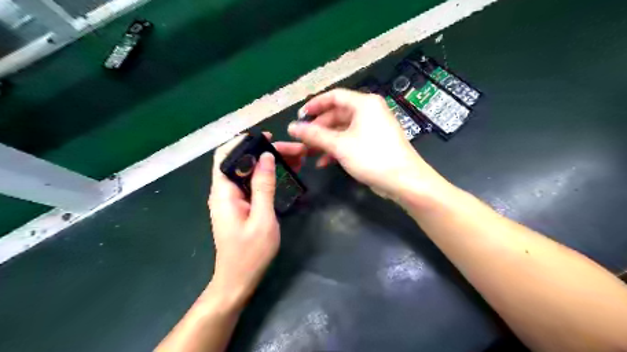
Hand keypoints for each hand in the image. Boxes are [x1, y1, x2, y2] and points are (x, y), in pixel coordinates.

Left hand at [207, 133, 307, 305]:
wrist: (238, 279)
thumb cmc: (250, 253)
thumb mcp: (262, 218)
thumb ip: (263, 186)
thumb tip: (266, 157)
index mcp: (224, 192)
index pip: (226, 156)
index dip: (245, 142)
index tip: (269, 138)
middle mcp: (225, 191)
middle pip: (242, 162)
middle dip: (267, 153)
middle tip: (295, 152)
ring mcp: (233, 199)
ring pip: (250, 172)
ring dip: (270, 163)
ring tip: (297, 160)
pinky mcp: (241, 206)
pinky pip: (253, 184)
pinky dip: (269, 177)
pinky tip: (286, 175)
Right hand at [288, 88, 439, 197]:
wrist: (404, 181)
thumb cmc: (372, 157)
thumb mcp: (340, 145)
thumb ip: (315, 135)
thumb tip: (292, 127)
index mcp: (364, 104)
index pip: (334, 96)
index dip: (314, 105)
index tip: (299, 116)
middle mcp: (369, 112)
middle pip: (337, 114)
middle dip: (319, 128)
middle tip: (303, 140)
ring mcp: (372, 128)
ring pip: (342, 130)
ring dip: (326, 141)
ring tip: (309, 153)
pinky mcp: (373, 143)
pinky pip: (351, 140)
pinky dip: (337, 149)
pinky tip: (324, 162)